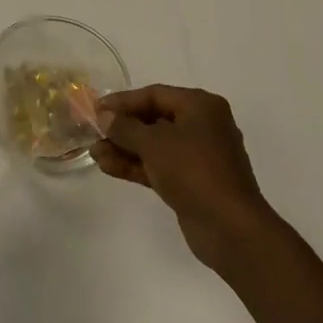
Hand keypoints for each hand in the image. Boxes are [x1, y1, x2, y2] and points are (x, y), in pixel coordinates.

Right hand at [92, 85, 277, 270]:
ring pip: (154, 145)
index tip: (96, 109)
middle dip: (122, 127)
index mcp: (200, 106)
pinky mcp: (192, 182)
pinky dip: (135, 165)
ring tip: (94, 153)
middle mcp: (202, 126)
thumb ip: (125, 127)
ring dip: (124, 148)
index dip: (123, 101)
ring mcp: (198, 156)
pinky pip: (159, 166)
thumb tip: (105, 116)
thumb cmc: (194, 171)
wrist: (230, 228)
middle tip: (93, 132)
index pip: (155, 94)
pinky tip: (108, 167)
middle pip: (154, 119)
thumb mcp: (154, 143)